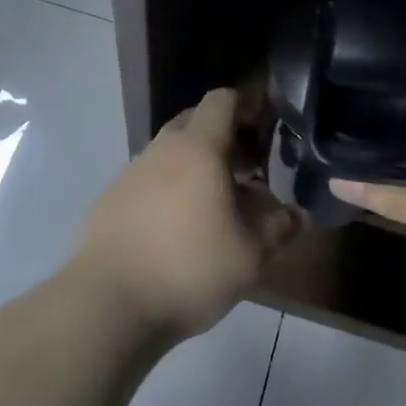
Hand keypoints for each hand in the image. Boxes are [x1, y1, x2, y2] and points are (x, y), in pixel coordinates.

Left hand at [71, 88, 305, 339]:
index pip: (222, 100)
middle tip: (246, 173)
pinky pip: (148, 180)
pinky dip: (168, 190)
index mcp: (198, 148)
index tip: (264, 134)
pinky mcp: (109, 200)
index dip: (246, 107)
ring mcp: (130, 173)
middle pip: (195, 122)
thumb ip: (279, 228)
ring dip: (195, 167)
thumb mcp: (250, 255)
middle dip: (224, 138)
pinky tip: (177, 230)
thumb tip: (298, 214)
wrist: (107, 305)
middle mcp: (162, 149)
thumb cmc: (189, 268)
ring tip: (214, 207)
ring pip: (170, 153)